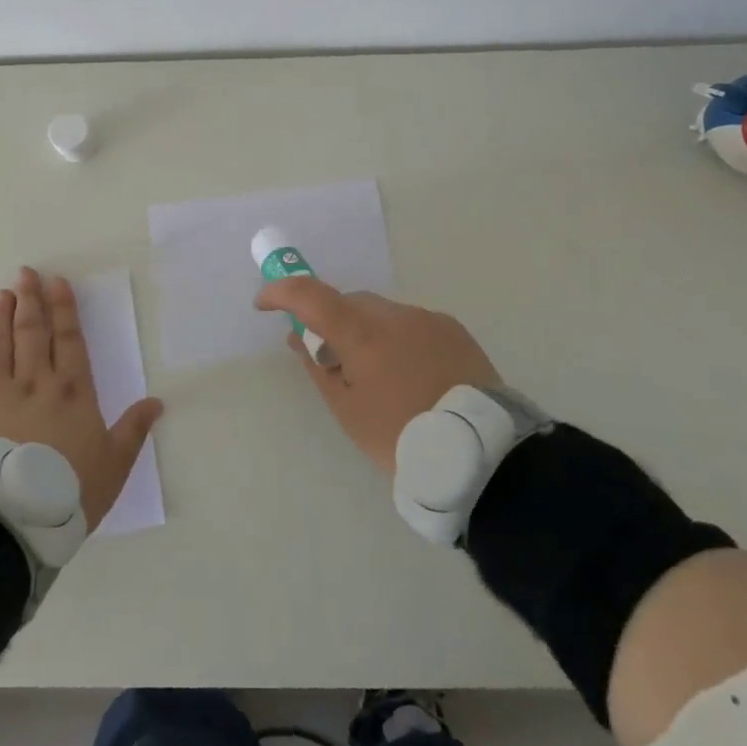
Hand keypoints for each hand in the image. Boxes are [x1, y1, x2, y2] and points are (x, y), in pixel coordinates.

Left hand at [0, 267, 163, 528]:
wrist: (8, 518)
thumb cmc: (67, 490)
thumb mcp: (113, 464)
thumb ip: (133, 430)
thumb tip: (157, 402)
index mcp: (72, 391)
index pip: (69, 340)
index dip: (64, 309)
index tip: (58, 282)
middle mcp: (34, 383)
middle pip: (33, 333)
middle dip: (31, 301)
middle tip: (27, 274)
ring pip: (0, 345)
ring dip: (2, 317)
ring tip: (3, 295)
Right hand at [255, 279, 500, 474]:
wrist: (482, 453)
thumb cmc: (402, 437)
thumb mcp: (349, 411)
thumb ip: (320, 368)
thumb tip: (300, 339)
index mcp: (363, 334)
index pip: (310, 295)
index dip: (281, 292)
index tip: (264, 304)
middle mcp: (394, 315)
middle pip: (349, 303)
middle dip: (332, 321)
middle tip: (331, 359)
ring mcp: (427, 319)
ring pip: (382, 313)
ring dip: (368, 332)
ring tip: (380, 377)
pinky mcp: (453, 329)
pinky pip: (412, 324)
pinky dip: (399, 339)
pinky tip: (412, 375)